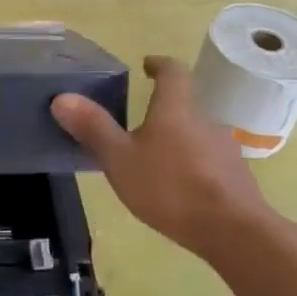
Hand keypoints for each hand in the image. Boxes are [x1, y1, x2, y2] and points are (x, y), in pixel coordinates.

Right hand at [52, 55, 281, 262]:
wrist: (233, 231)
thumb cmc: (170, 187)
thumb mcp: (120, 159)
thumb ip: (93, 128)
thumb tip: (62, 97)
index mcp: (176, 108)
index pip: (173, 71)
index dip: (159, 64)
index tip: (146, 65)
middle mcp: (204, 120)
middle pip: (184, 104)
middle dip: (161, 110)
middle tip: (135, 123)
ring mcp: (223, 149)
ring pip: (195, 134)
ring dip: (175, 140)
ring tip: (150, 160)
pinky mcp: (234, 177)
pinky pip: (207, 161)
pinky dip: (189, 165)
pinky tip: (175, 188)